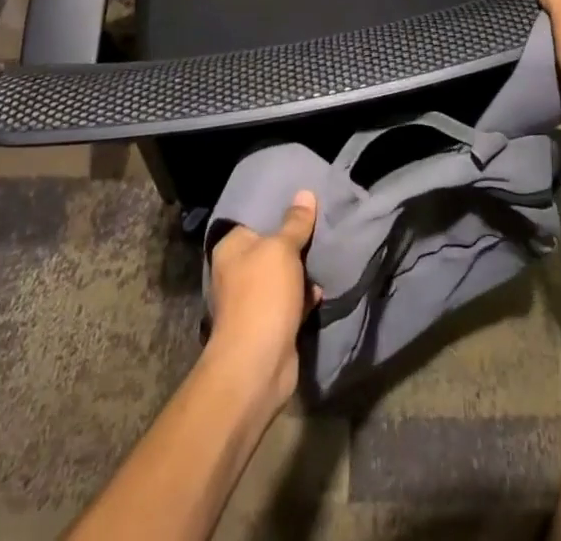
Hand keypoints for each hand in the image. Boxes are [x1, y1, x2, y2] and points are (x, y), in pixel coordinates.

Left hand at [207, 191, 320, 403]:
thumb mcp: (282, 249)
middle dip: (295, 239)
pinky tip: (322, 287)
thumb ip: (295, 223)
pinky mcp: (270, 324)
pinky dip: (305, 295)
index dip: (278, 207)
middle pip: (271, 246)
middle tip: (322, 221)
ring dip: (302, 269)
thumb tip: (304, 194)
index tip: (303, 198)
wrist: (257, 366)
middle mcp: (238, 271)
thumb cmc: (263, 296)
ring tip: (327, 250)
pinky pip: (291, 300)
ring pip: (283, 274)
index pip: (255, 217)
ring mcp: (253, 300)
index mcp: (232, 248)